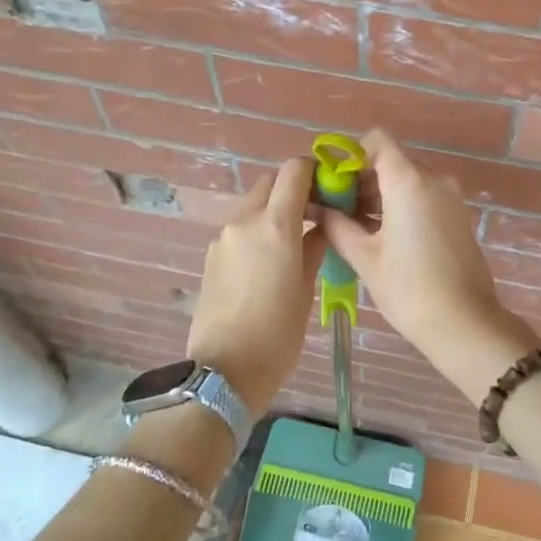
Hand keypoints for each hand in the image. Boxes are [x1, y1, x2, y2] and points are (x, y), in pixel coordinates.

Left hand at [184, 157, 326, 414]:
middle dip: (292, 190)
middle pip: (270, 183)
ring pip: (252, 206)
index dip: (313, 171)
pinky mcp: (211, 256)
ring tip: (291, 242)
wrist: (224, 370)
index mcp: (275, 225)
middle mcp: (244, 221)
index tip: (328, 187)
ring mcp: (223, 238)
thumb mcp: (306, 289)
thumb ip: (314, 248)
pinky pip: (238, 229)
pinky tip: (267, 262)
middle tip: (312, 214)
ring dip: (272, 211)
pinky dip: (255, 231)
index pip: (294, 171)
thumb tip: (320, 227)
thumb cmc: (278, 333)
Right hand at [316, 130, 540, 397]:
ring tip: (355, 228)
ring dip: (381, 195)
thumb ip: (337, 225)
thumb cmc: (408, 289)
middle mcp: (434, 180)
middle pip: (392, 161)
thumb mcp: (364, 257)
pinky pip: (424, 198)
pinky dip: (402, 207)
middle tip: (337, 210)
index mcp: (409, 181)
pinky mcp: (459, 217)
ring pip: (408, 181)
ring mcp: (451, 198)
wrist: (465, 324)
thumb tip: (317, 208)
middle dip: (362, 179)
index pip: (378, 140)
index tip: (334, 183)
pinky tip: (383, 238)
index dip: (352, 155)